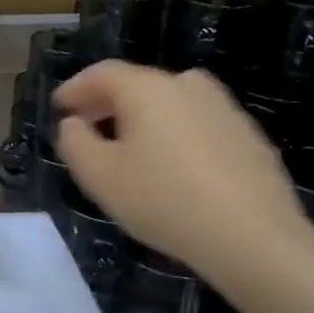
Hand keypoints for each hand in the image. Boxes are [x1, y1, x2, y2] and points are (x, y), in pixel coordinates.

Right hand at [55, 62, 307, 277]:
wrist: (254, 238)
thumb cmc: (164, 200)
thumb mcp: (99, 176)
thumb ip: (75, 142)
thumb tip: (74, 124)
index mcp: (147, 89)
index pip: (102, 73)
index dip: (75, 88)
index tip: (59, 108)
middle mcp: (187, 86)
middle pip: (138, 84)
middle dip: (106, 102)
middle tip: (87, 126)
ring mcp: (224, 109)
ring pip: (171, 102)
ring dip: (144, 116)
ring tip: (130, 146)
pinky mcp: (249, 137)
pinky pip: (198, 123)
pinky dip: (176, 133)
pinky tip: (173, 167)